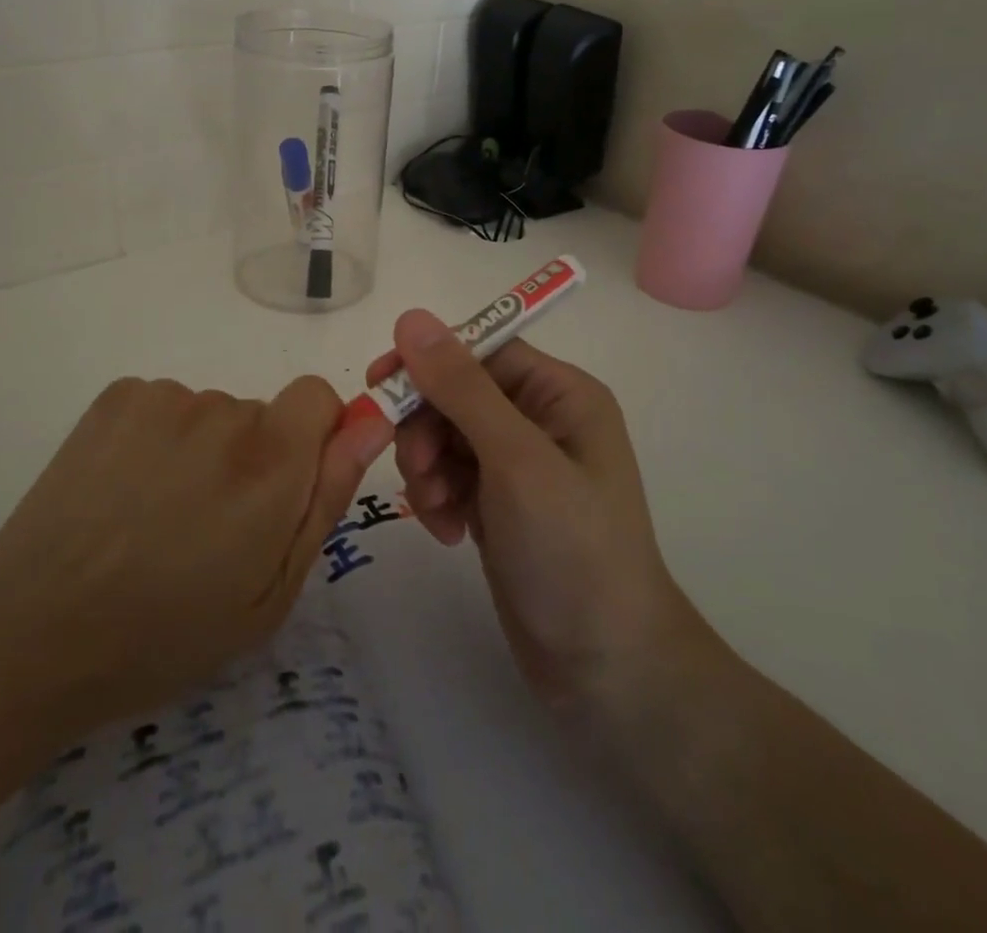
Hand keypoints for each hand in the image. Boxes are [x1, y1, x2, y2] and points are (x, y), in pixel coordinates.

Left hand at [0, 375, 391, 782]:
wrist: (29, 636)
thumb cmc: (164, 633)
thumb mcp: (270, 593)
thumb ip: (326, 499)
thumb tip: (368, 425)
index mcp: (270, 461)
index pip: (319, 396)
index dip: (312, 438)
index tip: (283, 489)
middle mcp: (223, 411)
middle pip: (261, 414)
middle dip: (252, 460)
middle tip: (206, 529)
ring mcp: (163, 398)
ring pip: (210, 415)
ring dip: (201, 453)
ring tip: (154, 520)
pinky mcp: (116, 397)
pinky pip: (164, 407)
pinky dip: (157, 440)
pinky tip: (122, 494)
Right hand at [368, 312, 699, 720]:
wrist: (606, 669)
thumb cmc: (572, 550)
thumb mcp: (515, 460)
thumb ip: (462, 387)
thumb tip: (410, 317)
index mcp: (559, 394)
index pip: (480, 350)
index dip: (428, 362)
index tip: (380, 385)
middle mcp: (540, 419)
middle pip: (455, 393)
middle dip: (426, 428)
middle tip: (417, 470)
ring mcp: (518, 464)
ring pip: (444, 435)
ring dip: (427, 467)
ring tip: (437, 511)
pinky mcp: (498, 503)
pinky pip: (449, 475)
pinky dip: (437, 496)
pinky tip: (447, 531)